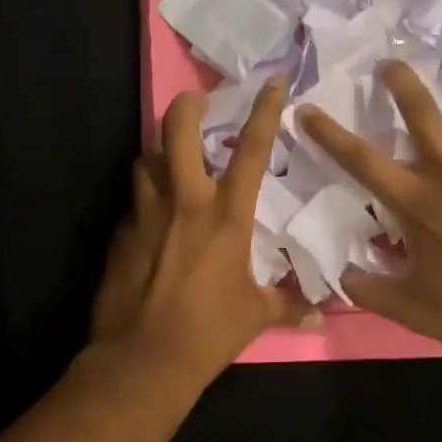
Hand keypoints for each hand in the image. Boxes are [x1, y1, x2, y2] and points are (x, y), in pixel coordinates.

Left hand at [91, 79, 315, 381]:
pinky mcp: (119, 234)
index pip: (252, 149)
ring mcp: (145, 214)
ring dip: (160, 155)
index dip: (265, 110)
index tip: (273, 82)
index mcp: (226, 215)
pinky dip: (145, 200)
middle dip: (188, 106)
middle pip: (177, 130)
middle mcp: (184, 201)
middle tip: (197, 101)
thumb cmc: (209, 332)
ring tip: (171, 164)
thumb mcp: (257, 315)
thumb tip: (322, 315)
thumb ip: (290, 305)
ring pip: (145, 160)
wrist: (143, 359)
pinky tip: (153, 221)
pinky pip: (133, 202)